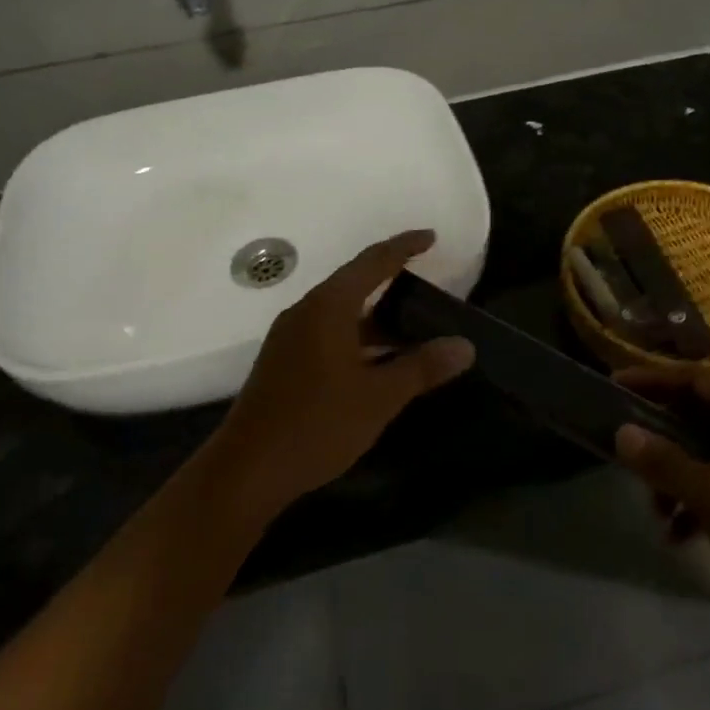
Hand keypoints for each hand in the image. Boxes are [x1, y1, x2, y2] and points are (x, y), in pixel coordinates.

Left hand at [203, 230, 474, 526]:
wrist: (245, 472)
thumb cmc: (317, 425)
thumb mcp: (379, 397)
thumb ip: (422, 367)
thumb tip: (464, 346)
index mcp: (328, 307)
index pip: (373, 262)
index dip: (404, 247)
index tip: (431, 237)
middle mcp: (306, 311)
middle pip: (354, 281)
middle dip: (390, 276)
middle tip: (426, 279)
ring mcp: (290, 336)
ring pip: (340, 309)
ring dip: (374, 312)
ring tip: (410, 322)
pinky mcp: (284, 360)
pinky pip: (328, 329)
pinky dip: (357, 332)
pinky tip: (377, 357)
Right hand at [615, 369, 709, 666]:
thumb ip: (667, 463)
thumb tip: (622, 432)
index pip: (695, 380)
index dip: (653, 378)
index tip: (614, 384)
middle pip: (695, 414)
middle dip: (658, 433)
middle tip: (622, 445)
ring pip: (701, 452)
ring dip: (672, 474)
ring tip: (652, 508)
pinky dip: (690, 502)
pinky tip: (675, 535)